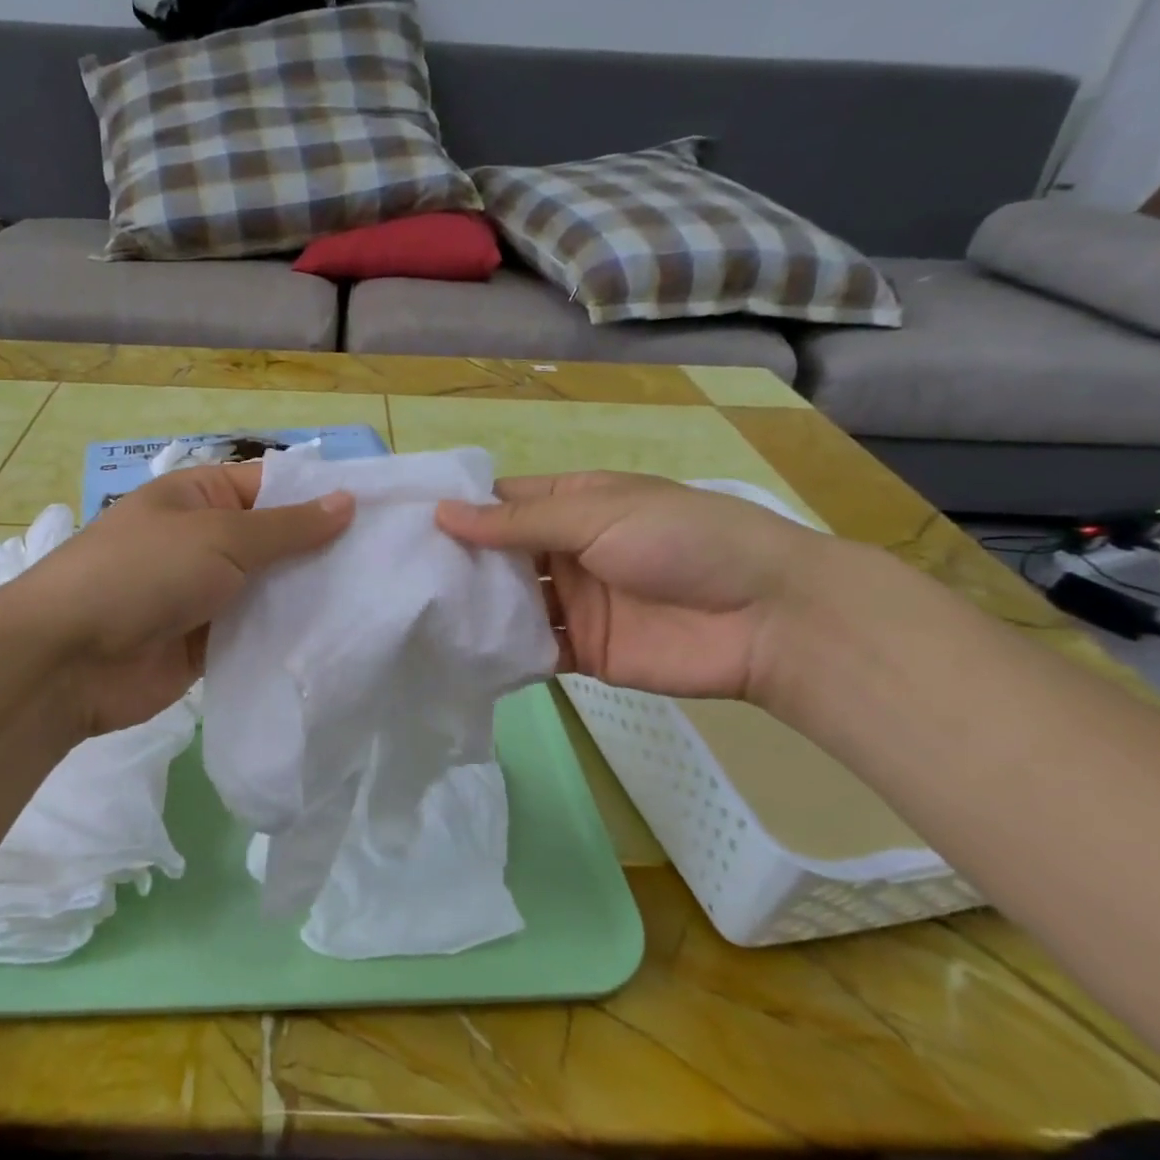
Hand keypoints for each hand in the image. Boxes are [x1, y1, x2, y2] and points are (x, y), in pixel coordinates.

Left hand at [7, 462, 353, 734]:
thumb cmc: (142, 573)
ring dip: (311, 597)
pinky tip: (338, 642)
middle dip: (326, 552)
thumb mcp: (219, 537)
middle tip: (394, 564)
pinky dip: (288, 637)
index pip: (274, 487)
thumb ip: (287, 527)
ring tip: (379, 602)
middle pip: (278, 542)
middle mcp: (206, 541)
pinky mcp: (208, 645)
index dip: (323, 496)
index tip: (383, 513)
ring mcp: (207, 596)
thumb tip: (347, 501)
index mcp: (202, 497)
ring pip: (272, 591)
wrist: (67, 660)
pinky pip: (257, 634)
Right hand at [436, 472, 827, 699]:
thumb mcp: (597, 514)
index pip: (502, 504)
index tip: (401, 522)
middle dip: (455, 563)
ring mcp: (573, 604)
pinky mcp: (582, 652)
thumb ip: (519, 524)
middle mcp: (566, 552)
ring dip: (472, 608)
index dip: (458, 510)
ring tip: (411, 614)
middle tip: (393, 575)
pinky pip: (531, 650)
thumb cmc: (681, 541)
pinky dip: (500, 653)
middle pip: (498, 556)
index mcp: (573, 506)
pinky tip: (455, 655)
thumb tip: (442, 514)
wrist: (766, 618)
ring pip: (509, 604)